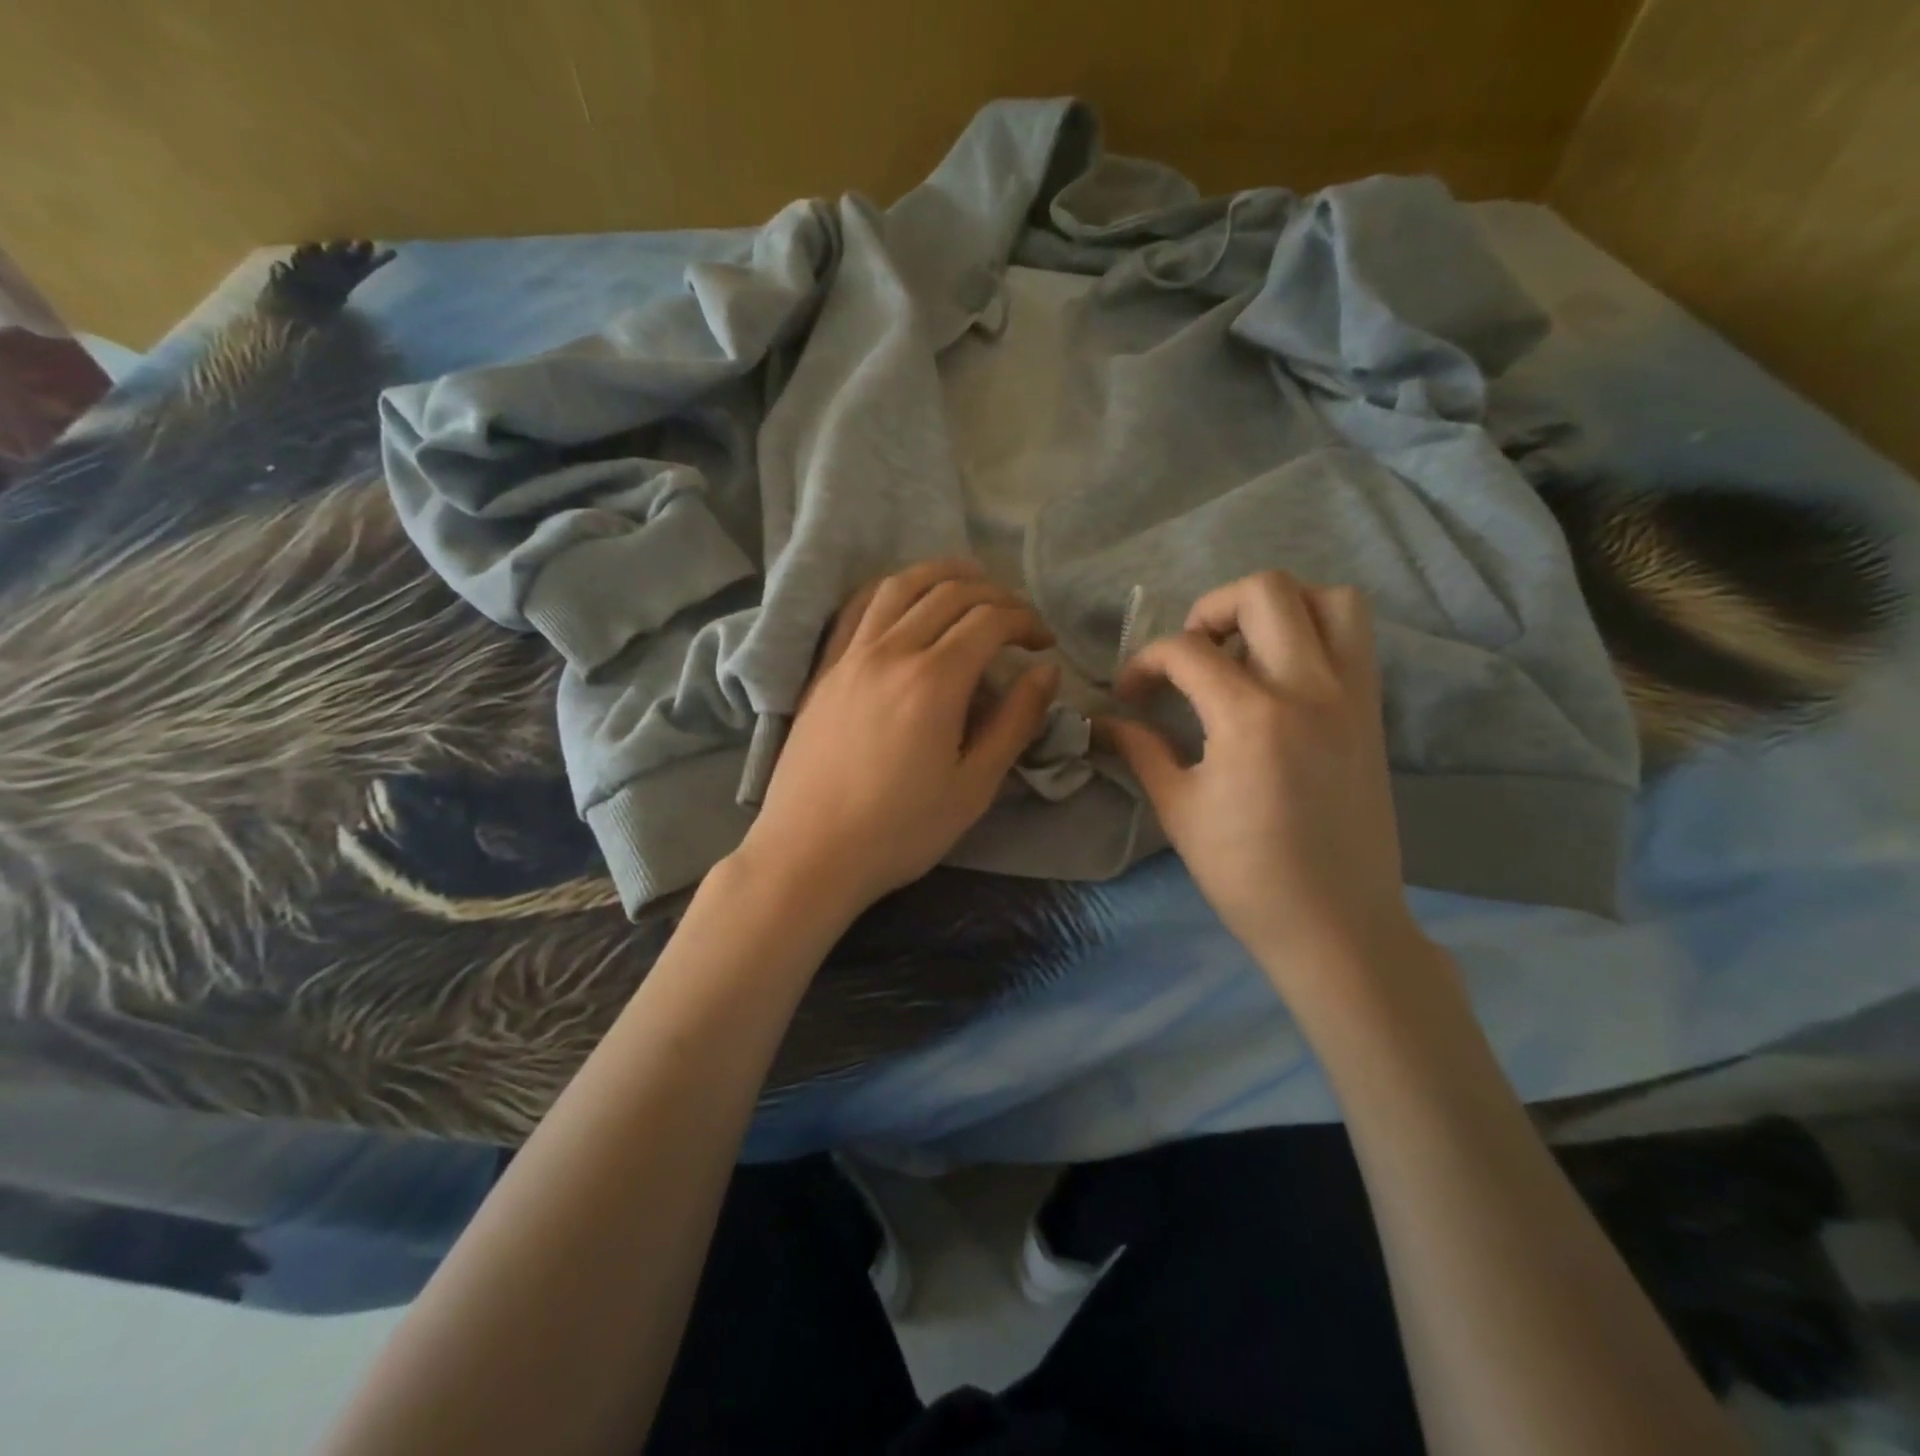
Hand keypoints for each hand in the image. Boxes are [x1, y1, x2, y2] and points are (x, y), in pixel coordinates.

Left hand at [736, 559, 1059, 920]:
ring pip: (900, 586)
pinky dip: (891, 590)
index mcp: (934, 681)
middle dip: (995, 595)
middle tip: (1018, 619)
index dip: (1026, 622)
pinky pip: (858, 608)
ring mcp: (850, 655)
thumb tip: (1046, 672)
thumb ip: (1015, 722)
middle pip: (950, 594)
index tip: (1044, 644)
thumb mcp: (974, 786)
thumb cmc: (899, 831)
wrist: (810, 853)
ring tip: (970, 583)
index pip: (990, 621)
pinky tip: (905, 600)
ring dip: (942, 575)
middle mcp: (891, 652)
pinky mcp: (824, 669)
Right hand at [1101, 571, 1421, 990]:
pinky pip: (1356, 638)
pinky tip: (1282, 674)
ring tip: (1245, 649)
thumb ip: (1141, 750)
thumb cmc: (1245, 874)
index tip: (1131, 694)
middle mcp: (1309, 689)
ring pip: (1329, 598)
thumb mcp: (1179, 810)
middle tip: (1192, 653)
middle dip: (1211, 608)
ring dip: (1278, 607)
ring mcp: (1351, 696)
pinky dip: (1316, 630)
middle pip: (1265, 591)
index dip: (1144, 663)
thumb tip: (1103, 722)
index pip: (1186, 651)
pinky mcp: (1373, 712)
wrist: (1336, 924)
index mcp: (1251, 717)